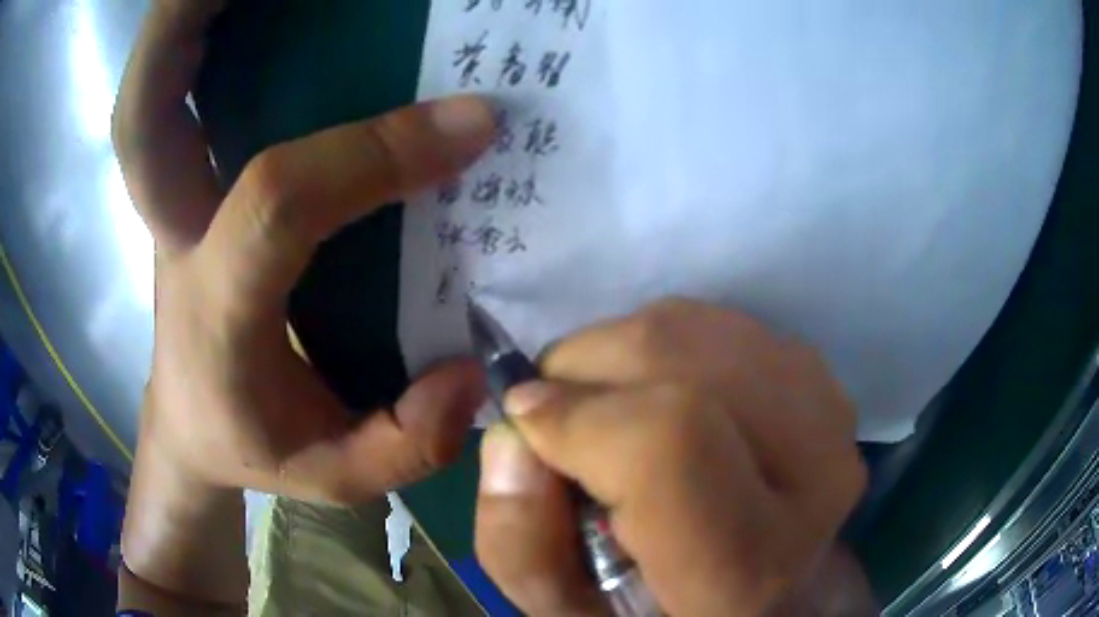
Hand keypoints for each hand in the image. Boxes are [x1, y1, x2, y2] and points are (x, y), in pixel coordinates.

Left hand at [113, 2, 493, 607]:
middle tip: (471, 118)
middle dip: (378, 128)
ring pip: (261, 127)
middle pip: (275, 153)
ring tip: (440, 113)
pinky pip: (269, 137)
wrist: (182, 421)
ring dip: (355, 107)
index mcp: (216, 309)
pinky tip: (384, 128)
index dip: (371, 155)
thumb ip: (405, 447)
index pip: (278, 204)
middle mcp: (193, 241)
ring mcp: (196, 208)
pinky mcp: (213, 197)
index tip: (470, 133)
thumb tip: (473, 369)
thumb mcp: (329, 478)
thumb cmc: (247, 448)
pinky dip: (333, 121)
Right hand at [474, 299, 869, 615]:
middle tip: (559, 420)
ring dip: (617, 353)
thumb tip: (512, 437)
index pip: (668, 438)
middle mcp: (813, 472)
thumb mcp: (572, 610)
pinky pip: (714, 321)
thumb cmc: (668, 609)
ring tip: (605, 410)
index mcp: (749, 560)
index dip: (578, 418)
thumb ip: (522, 545)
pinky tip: (655, 394)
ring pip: (691, 325)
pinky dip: (657, 344)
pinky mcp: (819, 377)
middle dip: (583, 369)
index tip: (526, 426)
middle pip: (677, 356)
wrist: (766, 587)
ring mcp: (826, 411)